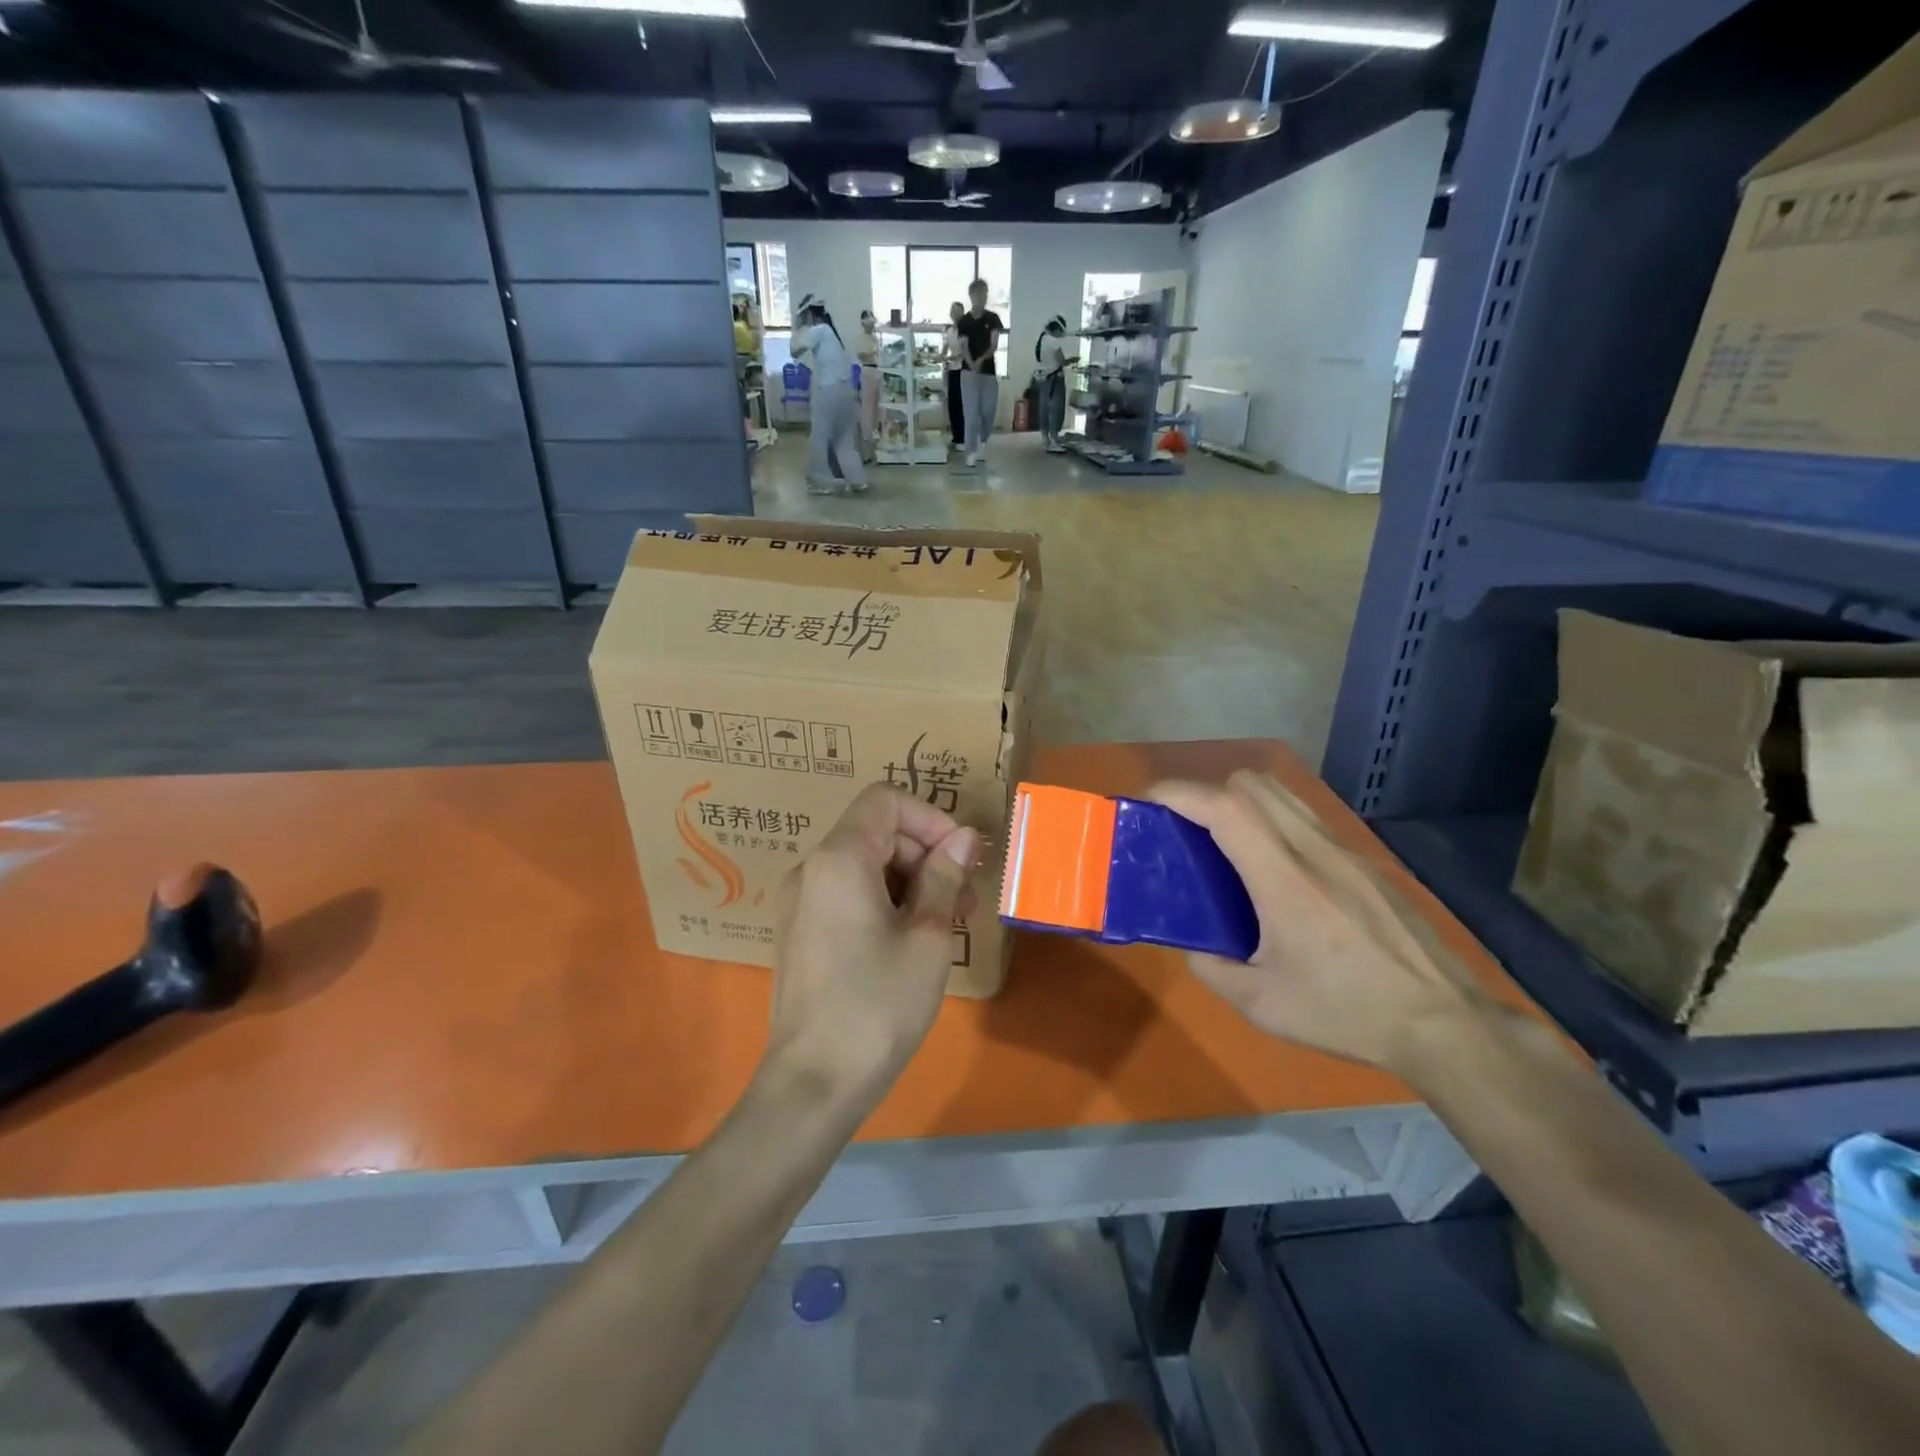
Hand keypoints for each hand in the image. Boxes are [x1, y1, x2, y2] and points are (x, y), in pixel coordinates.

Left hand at [763, 784, 980, 1109]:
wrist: (814, 1083)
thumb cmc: (878, 1003)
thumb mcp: (926, 935)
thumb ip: (944, 876)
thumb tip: (965, 837)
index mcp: (839, 858)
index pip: (886, 800)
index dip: (930, 819)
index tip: (962, 859)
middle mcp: (811, 869)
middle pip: (876, 832)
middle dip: (925, 854)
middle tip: (964, 900)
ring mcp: (800, 902)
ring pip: (864, 865)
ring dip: (909, 881)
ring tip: (945, 924)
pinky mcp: (800, 933)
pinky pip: (847, 894)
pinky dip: (884, 902)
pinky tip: (911, 942)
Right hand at [1148, 772, 1481, 1072]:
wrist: (1443, 1023)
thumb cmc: (1346, 1012)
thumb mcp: (1262, 1006)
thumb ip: (1212, 969)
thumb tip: (1193, 945)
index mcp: (1285, 881)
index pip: (1226, 808)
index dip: (1181, 793)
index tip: (1150, 799)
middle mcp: (1315, 851)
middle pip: (1253, 784)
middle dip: (1208, 791)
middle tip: (1187, 828)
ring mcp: (1345, 851)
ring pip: (1283, 794)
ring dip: (1242, 802)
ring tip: (1223, 842)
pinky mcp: (1365, 862)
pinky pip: (1306, 819)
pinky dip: (1273, 821)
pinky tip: (1272, 869)